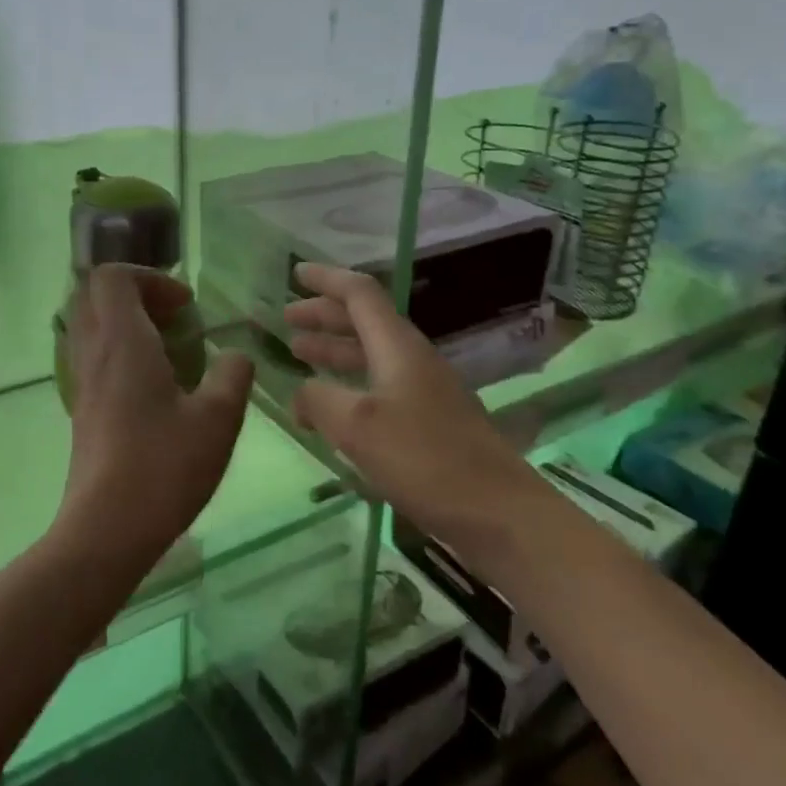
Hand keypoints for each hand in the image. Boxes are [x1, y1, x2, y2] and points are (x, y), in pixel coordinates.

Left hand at [57, 265, 253, 573]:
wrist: (107, 530)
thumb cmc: (164, 468)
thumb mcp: (218, 419)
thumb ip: (232, 376)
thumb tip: (236, 356)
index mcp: (123, 343)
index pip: (113, 277)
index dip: (151, 277)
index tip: (185, 307)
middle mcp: (94, 355)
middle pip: (95, 296)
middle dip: (137, 295)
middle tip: (176, 320)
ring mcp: (81, 384)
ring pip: (91, 328)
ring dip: (127, 324)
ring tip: (170, 352)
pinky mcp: (81, 412)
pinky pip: (93, 359)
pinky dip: (120, 354)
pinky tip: (155, 389)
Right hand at [285, 262, 536, 557]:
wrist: (497, 512)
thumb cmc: (425, 459)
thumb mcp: (358, 426)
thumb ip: (319, 400)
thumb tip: (301, 394)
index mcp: (398, 347)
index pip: (360, 294)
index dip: (326, 280)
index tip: (295, 272)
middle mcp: (412, 360)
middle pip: (365, 322)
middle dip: (324, 315)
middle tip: (287, 319)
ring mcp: (424, 392)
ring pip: (371, 355)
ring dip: (334, 349)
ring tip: (300, 353)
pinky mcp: (429, 423)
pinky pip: (379, 387)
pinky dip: (349, 383)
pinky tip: (333, 405)